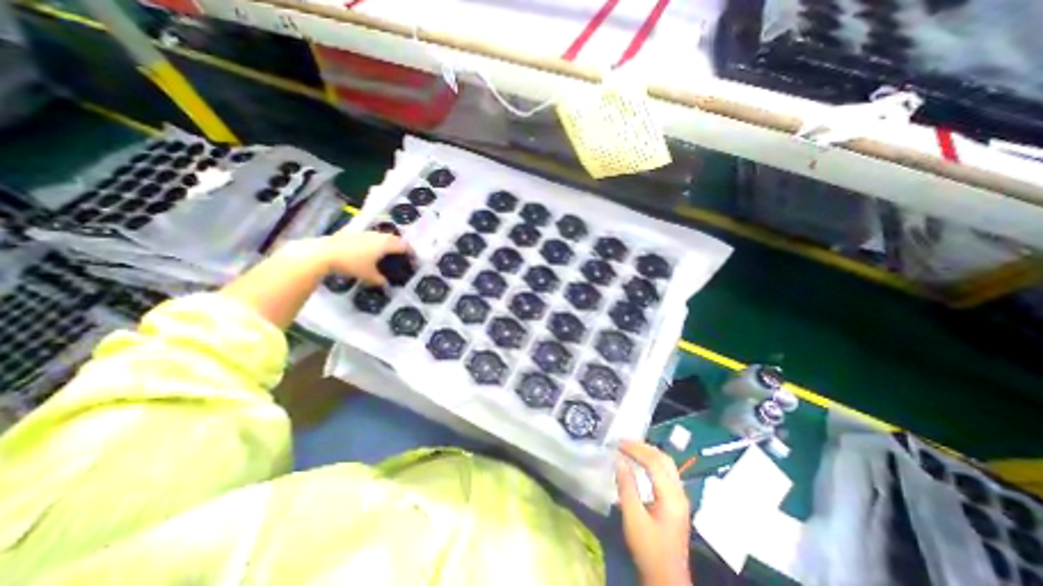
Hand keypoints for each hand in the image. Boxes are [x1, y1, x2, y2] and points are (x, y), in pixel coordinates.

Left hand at [322, 230, 410, 285]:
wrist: (324, 253)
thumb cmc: (352, 263)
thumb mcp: (368, 275)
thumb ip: (379, 279)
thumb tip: (385, 283)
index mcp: (386, 244)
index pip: (405, 246)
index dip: (411, 253)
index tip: (414, 260)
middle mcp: (378, 236)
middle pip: (394, 239)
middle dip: (399, 247)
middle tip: (401, 256)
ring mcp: (365, 232)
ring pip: (382, 237)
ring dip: (387, 243)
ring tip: (386, 253)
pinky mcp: (354, 232)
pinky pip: (370, 237)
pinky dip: (374, 243)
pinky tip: (368, 250)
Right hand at [618, 439, 689, 585]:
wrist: (667, 579)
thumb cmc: (648, 549)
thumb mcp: (633, 518)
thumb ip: (627, 487)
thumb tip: (619, 461)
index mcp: (671, 496)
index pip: (654, 462)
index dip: (635, 449)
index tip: (618, 443)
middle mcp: (679, 492)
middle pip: (664, 459)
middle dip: (643, 447)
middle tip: (624, 442)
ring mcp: (680, 497)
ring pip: (667, 464)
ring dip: (648, 452)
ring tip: (630, 448)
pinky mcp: (677, 502)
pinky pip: (666, 472)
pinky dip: (652, 461)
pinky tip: (641, 463)